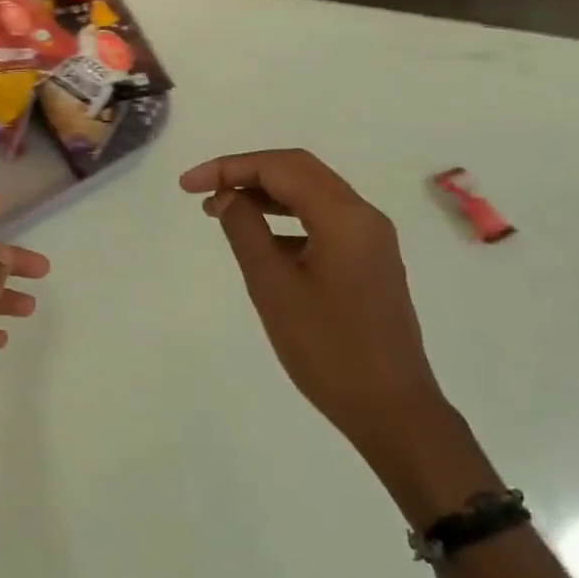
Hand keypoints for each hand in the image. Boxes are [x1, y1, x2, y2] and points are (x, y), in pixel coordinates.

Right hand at [179, 150, 447, 456]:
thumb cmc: (327, 349)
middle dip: (246, 173)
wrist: (392, 410)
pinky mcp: (370, 261)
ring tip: (220, 210)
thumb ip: (246, 232)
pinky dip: (287, 218)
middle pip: (299, 171)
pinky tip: (261, 240)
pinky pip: (324, 221)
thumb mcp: (273, 288)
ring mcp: (371, 240)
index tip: (187, 185)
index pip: (280, 168)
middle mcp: (364, 216)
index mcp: (344, 217)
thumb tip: (227, 197)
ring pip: (312, 195)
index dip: (229, 167)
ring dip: (266, 194)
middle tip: (201, 190)